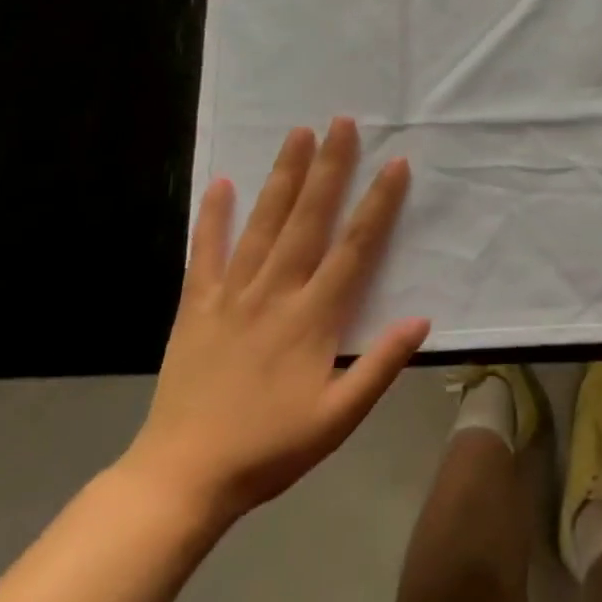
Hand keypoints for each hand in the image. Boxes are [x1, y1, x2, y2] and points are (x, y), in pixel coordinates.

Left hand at [119, 118, 428, 526]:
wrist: (181, 478)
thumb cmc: (269, 449)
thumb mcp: (338, 418)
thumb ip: (380, 366)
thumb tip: (421, 319)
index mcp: (313, 317)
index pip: (354, 247)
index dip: (377, 203)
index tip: (394, 164)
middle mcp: (275, 292)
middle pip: (308, 219)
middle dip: (329, 168)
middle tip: (341, 123)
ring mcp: (232, 295)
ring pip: (263, 224)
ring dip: (283, 177)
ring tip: (297, 134)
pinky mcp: (197, 306)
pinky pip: (206, 252)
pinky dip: (213, 217)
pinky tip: (221, 183)